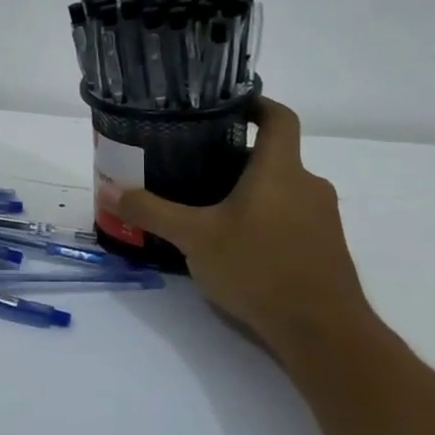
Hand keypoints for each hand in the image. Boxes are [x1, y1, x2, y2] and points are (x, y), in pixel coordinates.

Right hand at [115, 99, 372, 352]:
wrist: (322, 331)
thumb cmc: (258, 268)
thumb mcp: (194, 238)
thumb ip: (151, 212)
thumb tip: (110, 191)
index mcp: (280, 170)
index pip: (279, 117)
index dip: (256, 103)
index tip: (227, 103)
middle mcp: (308, 186)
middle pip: (273, 156)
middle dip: (235, 157)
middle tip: (192, 164)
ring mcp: (321, 219)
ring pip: (280, 190)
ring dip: (247, 191)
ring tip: (205, 206)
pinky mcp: (323, 248)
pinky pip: (289, 218)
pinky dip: (262, 219)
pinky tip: (232, 244)